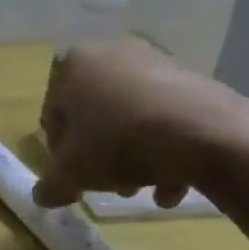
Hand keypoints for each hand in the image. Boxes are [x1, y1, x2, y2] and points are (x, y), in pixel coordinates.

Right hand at [32, 38, 248, 209]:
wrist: (207, 133)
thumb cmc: (122, 142)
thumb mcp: (75, 171)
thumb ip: (53, 184)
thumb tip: (41, 196)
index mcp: (73, 64)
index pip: (53, 114)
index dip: (60, 153)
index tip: (75, 180)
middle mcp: (110, 53)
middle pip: (95, 115)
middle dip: (101, 155)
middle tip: (112, 186)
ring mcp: (154, 63)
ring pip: (131, 118)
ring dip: (133, 156)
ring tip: (145, 190)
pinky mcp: (192, 79)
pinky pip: (165, 117)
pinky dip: (166, 148)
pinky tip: (173, 185)